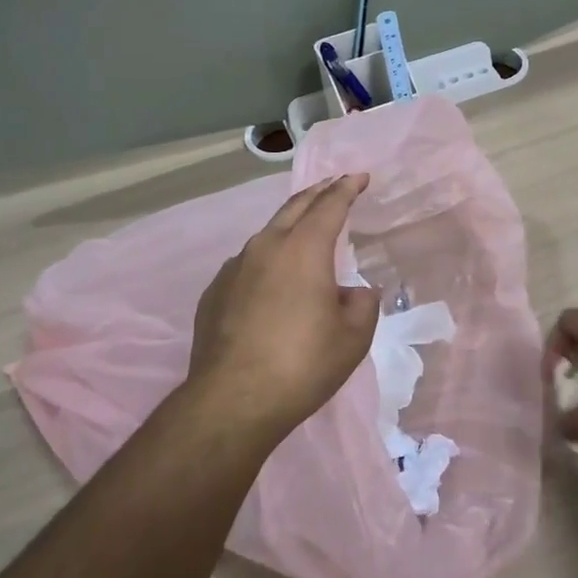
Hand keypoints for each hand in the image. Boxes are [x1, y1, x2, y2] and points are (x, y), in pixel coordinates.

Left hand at [188, 174, 380, 436]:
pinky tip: (272, 280)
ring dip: (290, 226)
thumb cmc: (303, 365)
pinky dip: (267, 260)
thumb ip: (362, 305)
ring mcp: (235, 268)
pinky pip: (248, 264)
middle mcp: (266, 247)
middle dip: (317, 192)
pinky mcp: (215, 292)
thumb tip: (354, 292)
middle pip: (294, 207)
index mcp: (304, 250)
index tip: (359, 176)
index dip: (347, 188)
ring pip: (267, 234)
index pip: (329, 205)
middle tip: (334, 184)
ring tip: (304, 233)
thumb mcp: (352, 338)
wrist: (233, 400)